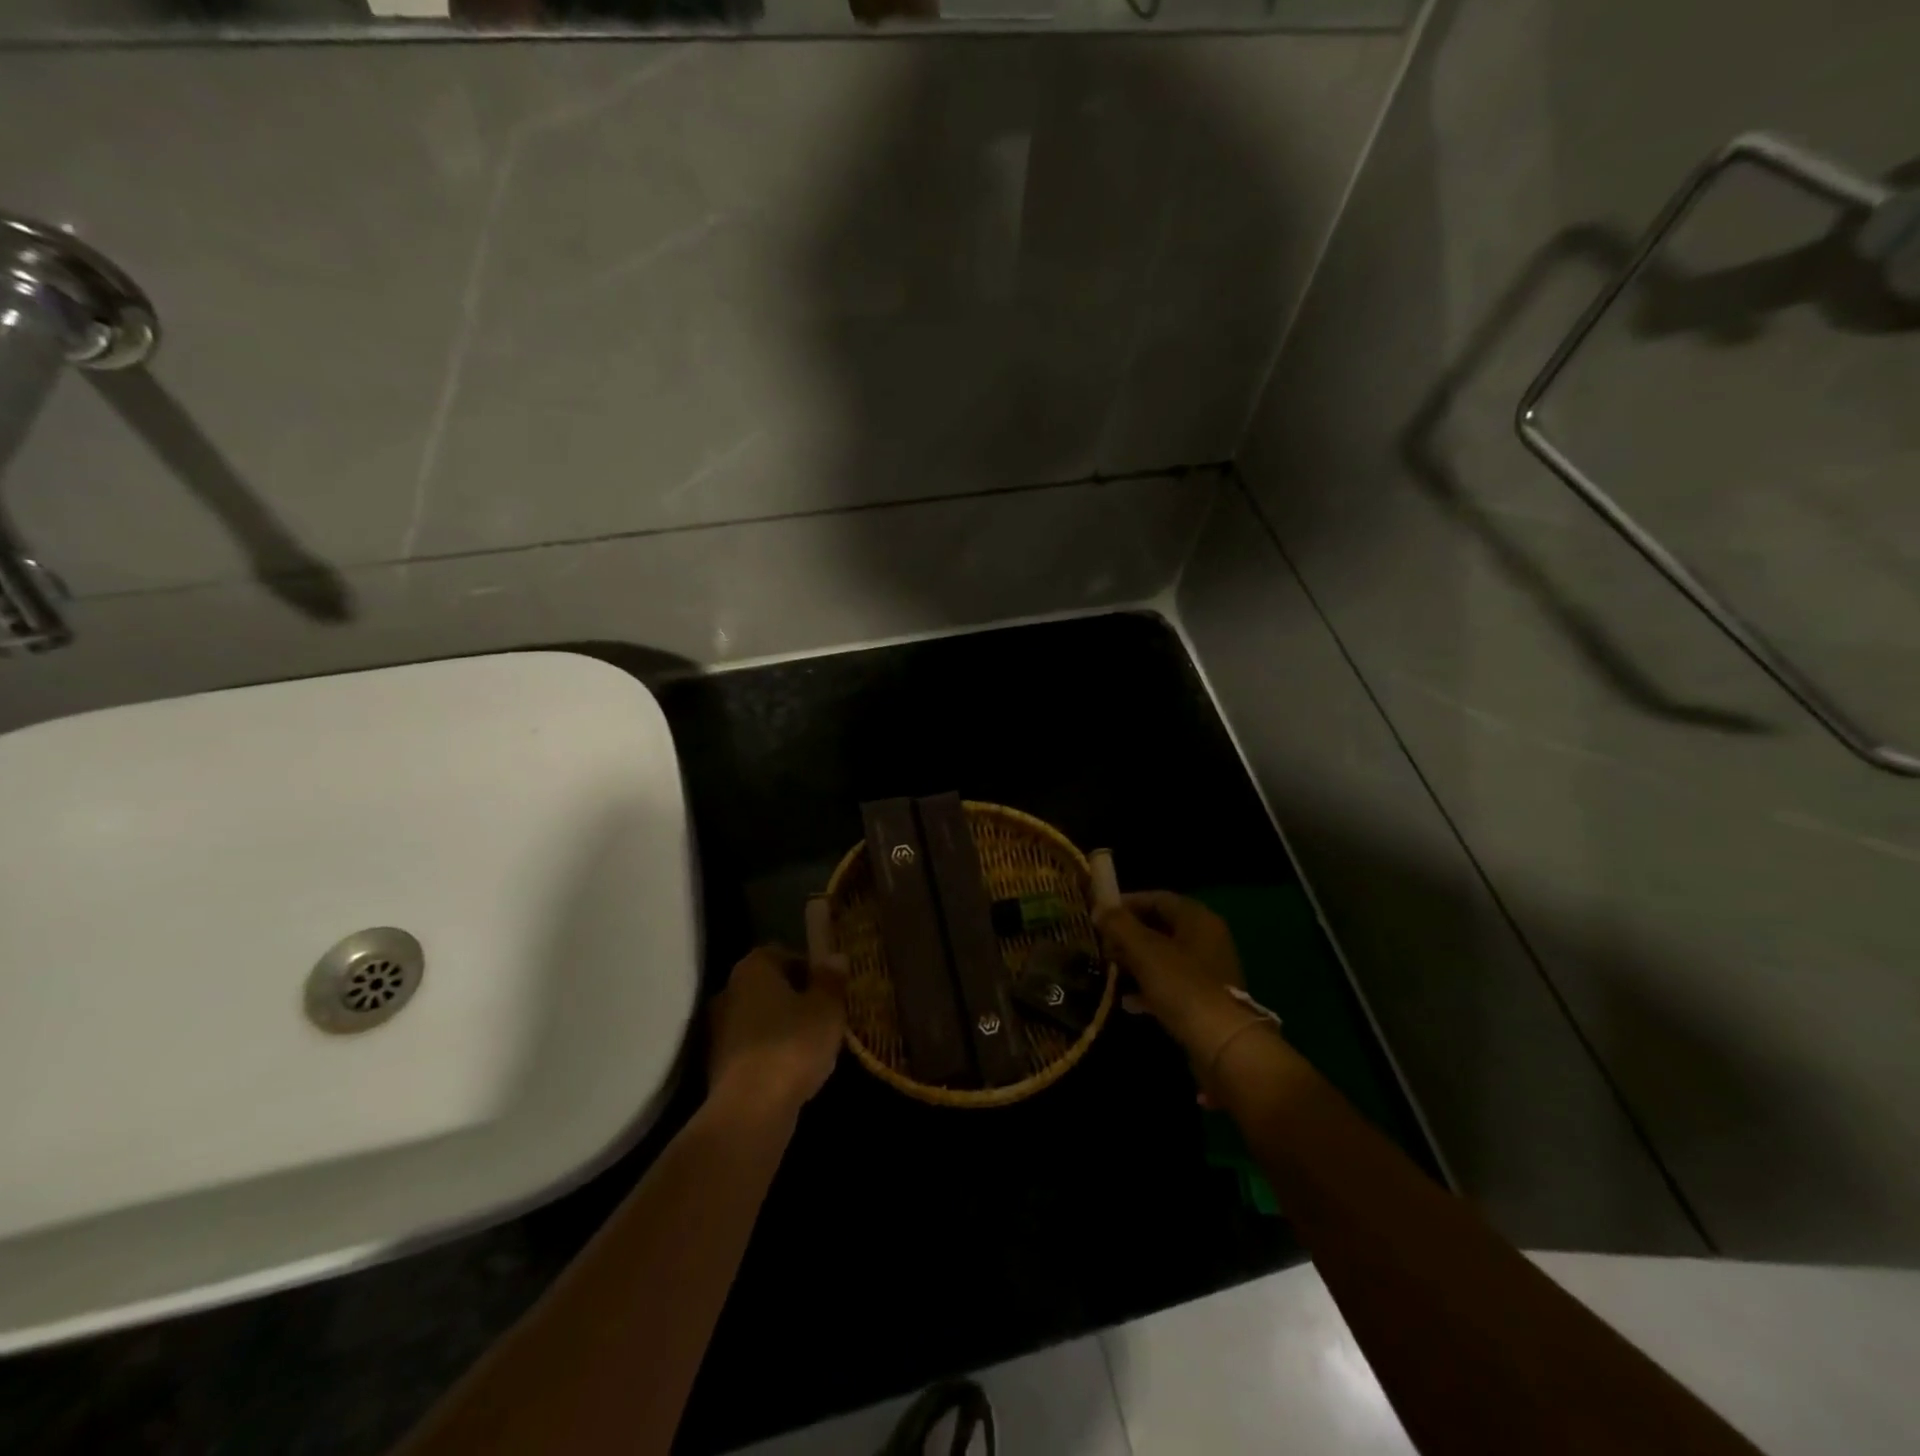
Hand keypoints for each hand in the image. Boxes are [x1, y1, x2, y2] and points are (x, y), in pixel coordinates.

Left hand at [707, 946, 847, 1119]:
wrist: (749, 1110)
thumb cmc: (792, 1045)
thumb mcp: (827, 1008)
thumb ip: (831, 980)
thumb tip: (835, 957)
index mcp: (753, 968)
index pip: (784, 954)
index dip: (811, 969)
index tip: (831, 988)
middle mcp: (729, 991)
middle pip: (770, 987)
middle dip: (796, 998)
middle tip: (825, 1015)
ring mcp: (719, 1030)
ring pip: (761, 1018)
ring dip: (783, 1027)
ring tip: (814, 1045)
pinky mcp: (718, 1065)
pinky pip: (753, 1047)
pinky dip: (771, 1053)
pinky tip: (793, 1070)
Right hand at [1094, 892, 1253, 1061]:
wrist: (1223, 1045)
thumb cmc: (1183, 987)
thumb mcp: (1145, 950)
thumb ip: (1120, 925)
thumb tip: (1100, 908)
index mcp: (1198, 919)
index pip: (1158, 898)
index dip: (1127, 903)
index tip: (1100, 914)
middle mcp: (1207, 939)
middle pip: (1161, 927)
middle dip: (1129, 934)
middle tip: (1102, 943)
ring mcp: (1209, 972)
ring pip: (1164, 957)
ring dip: (1136, 961)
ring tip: (1109, 969)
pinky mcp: (1206, 1001)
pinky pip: (1171, 985)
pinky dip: (1149, 988)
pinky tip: (1127, 1001)